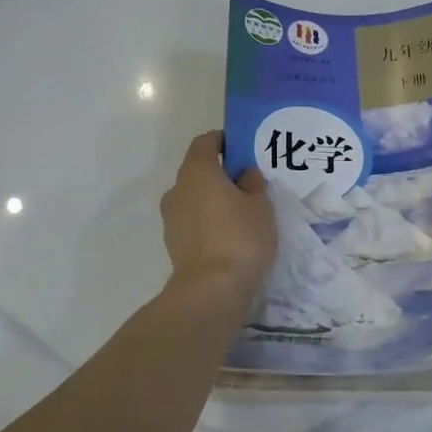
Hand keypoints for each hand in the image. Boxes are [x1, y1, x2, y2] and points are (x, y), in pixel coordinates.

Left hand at [160, 131, 276, 299]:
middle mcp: (177, 189)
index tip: (241, 149)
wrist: (211, 290)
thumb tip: (244, 175)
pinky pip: (192, 222)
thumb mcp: (260, 207)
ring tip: (240, 215)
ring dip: (212, 201)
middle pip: (198, 171)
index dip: (222, 141)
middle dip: (220, 174)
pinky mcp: (173, 243)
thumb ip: (253, 184)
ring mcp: (171, 218)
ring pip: (194, 198)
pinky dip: (207, 223)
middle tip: (247, 186)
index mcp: (197, 171)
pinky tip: (228, 237)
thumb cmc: (240, 238)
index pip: (205, 142)